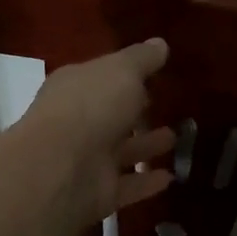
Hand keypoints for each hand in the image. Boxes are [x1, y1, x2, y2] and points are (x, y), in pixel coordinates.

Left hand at [12, 38, 175, 232]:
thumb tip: (160, 43)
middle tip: (165, 105)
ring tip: (175, 137)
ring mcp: (86, 159)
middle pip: (110, 114)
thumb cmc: (92, 106)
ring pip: (121, 150)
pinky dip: (147, 182)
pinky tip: (171, 177)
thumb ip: (142, 58)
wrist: (61, 169)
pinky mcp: (97, 192)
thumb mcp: (122, 71)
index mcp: (75, 87)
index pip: (101, 77)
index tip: (151, 74)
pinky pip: (127, 185)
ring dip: (146, 145)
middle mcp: (77, 122)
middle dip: (136, 110)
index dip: (124, 75)